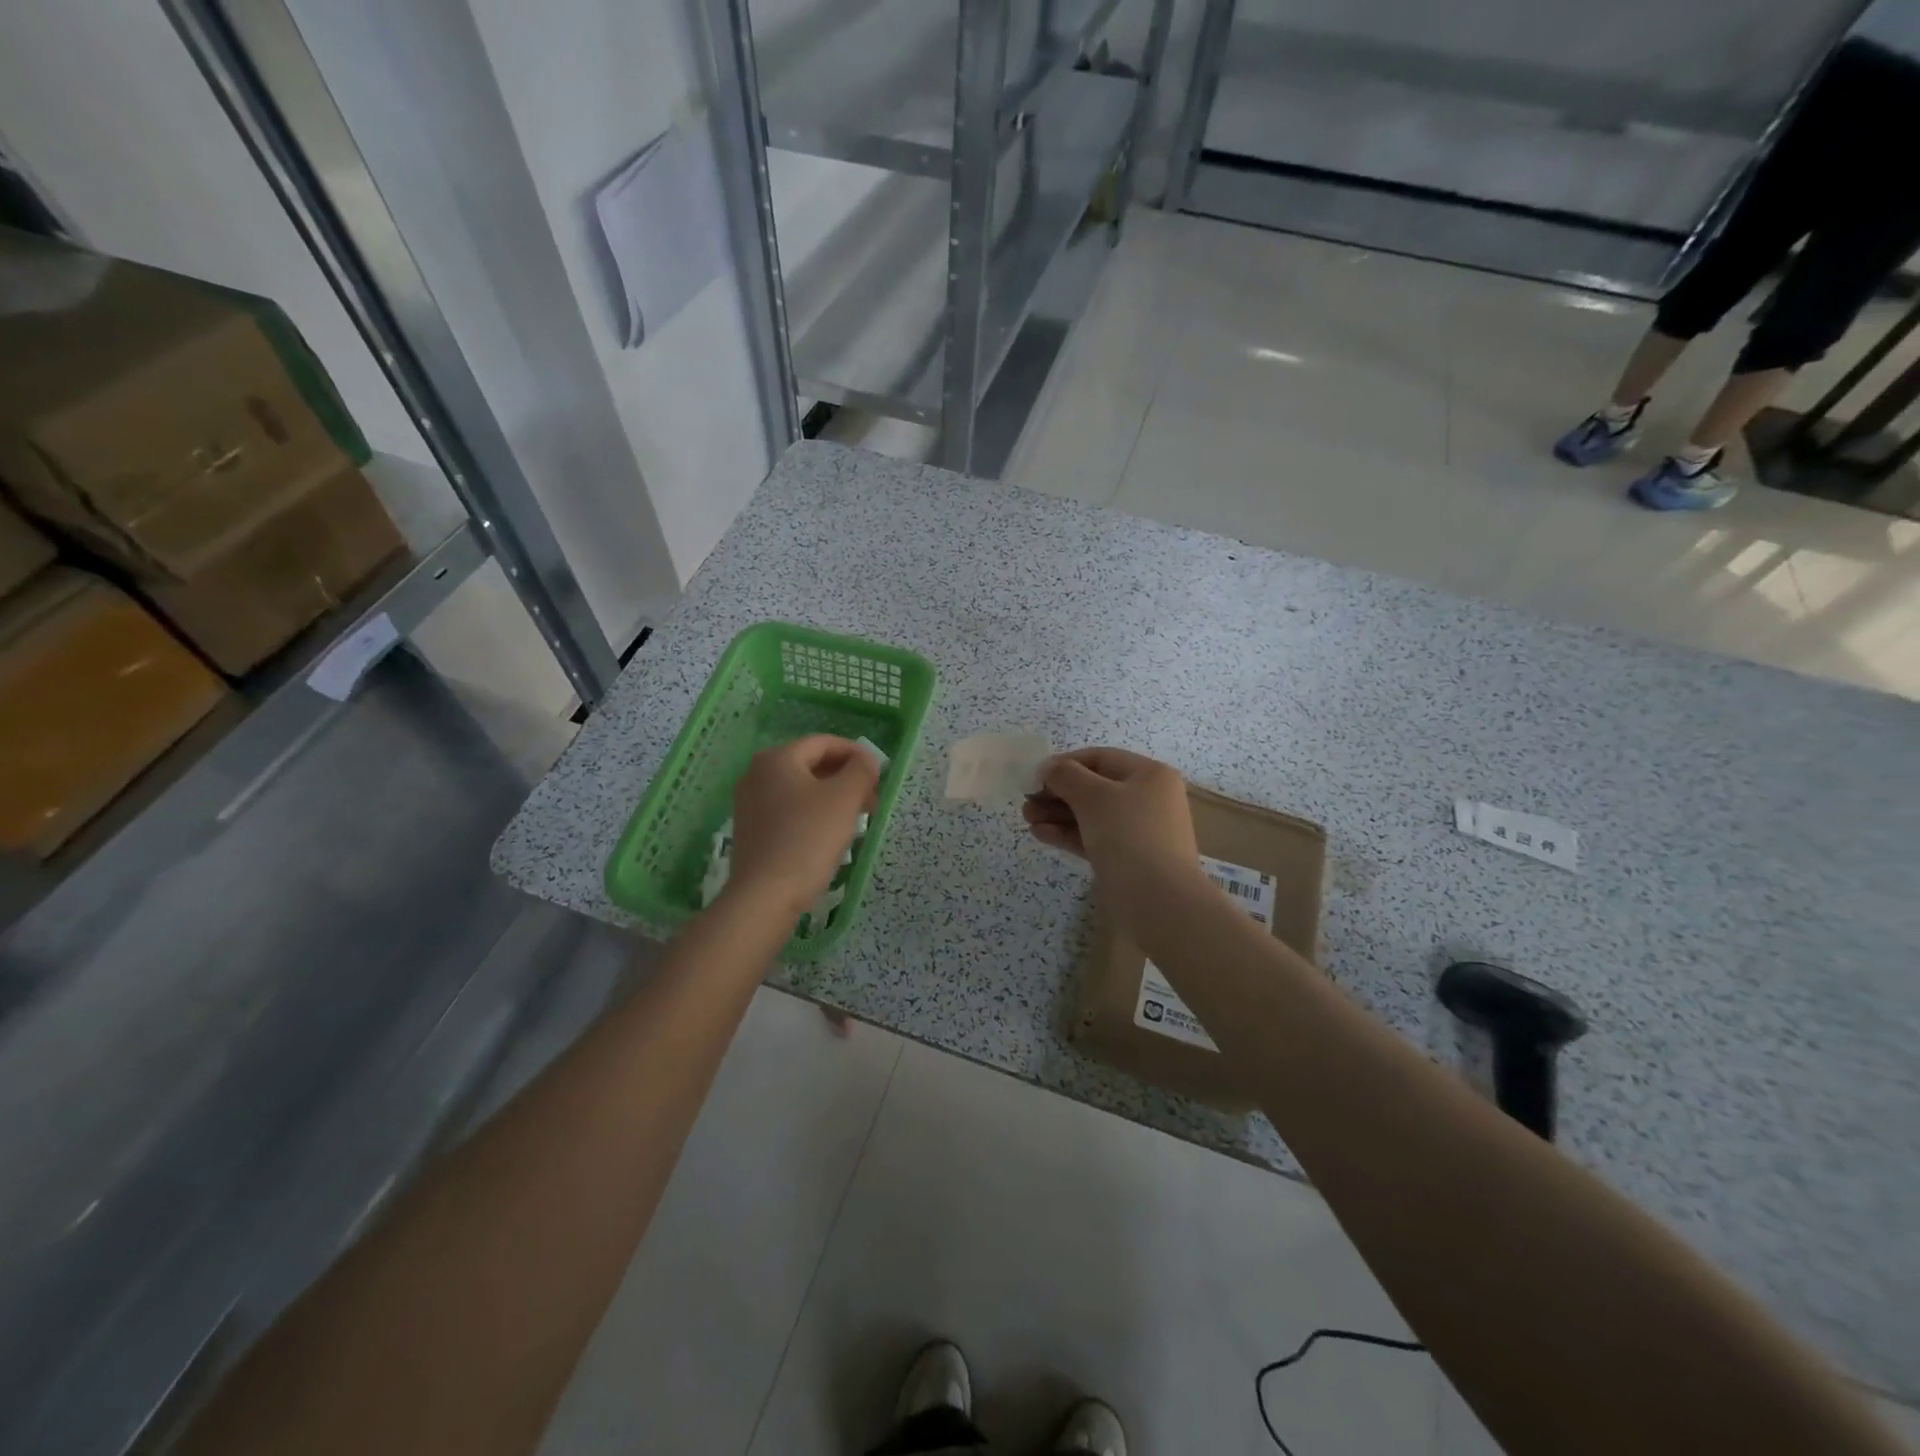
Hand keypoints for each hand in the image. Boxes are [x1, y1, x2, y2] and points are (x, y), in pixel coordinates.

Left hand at [727, 735, 879, 921]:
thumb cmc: (808, 839)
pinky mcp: (752, 831)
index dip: (856, 753)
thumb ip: (862, 770)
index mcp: (777, 759)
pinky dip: (814, 813)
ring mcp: (750, 804)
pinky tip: (831, 835)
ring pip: (801, 789)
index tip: (879, 773)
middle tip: (872, 798)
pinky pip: (789, 810)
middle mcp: (757, 774)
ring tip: (858, 818)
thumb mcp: (845, 798)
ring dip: (833, 797)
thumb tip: (867, 760)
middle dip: (846, 777)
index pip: (824, 742)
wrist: (765, 896)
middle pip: (811, 764)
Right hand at [1022, 747, 1201, 896]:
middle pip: (1095, 787)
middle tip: (1027, 801)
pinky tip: (1041, 834)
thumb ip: (1066, 776)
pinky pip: (1094, 838)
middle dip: (1058, 793)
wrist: (1158, 901)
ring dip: (1058, 815)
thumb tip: (1048, 768)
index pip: (1100, 758)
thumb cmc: (1128, 835)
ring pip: (1092, 815)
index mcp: (1149, 775)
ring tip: (1027, 819)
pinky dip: (1068, 834)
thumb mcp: (1093, 796)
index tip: (1034, 776)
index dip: (1065, 763)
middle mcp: (1148, 799)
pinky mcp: (1128, 859)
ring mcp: (1139, 831)